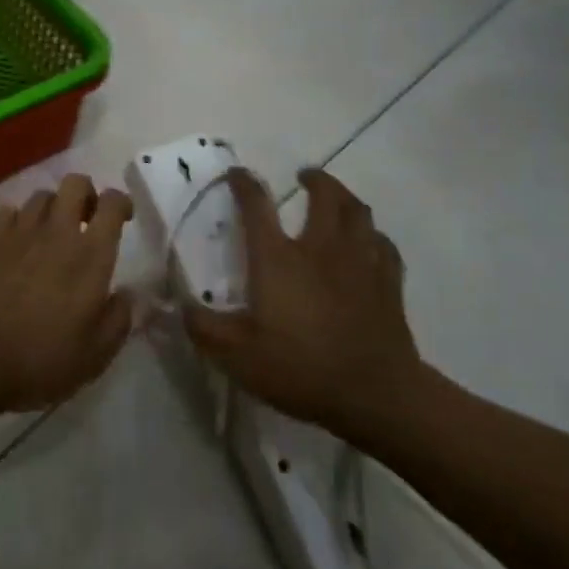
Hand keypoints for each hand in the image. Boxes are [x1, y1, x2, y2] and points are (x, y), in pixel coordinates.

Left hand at [0, 174, 133, 416]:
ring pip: (42, 195)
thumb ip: (119, 319)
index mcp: (90, 254)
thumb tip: (128, 294)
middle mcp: (57, 230)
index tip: (123, 218)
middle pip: (76, 183)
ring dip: (52, 209)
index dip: (122, 203)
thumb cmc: (39, 359)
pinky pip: (8, 211)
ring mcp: (19, 229)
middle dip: (86, 194)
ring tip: (49, 235)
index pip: (112, 203)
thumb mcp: (94, 355)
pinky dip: (17, 221)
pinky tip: (15, 244)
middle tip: (86, 221)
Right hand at [185, 168, 425, 445]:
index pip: (257, 205)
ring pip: (358, 212)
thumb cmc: (302, 370)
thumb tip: (180, 307)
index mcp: (279, 258)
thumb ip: (205, 329)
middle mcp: (320, 247)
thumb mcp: (238, 358)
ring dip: (346, 198)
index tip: (237, 174)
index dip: (244, 184)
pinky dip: (374, 237)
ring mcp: (359, 261)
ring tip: (337, 198)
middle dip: (315, 180)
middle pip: (324, 195)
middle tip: (306, 176)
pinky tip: (370, 242)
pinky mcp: (388, 282)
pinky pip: (384, 245)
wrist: (376, 395)